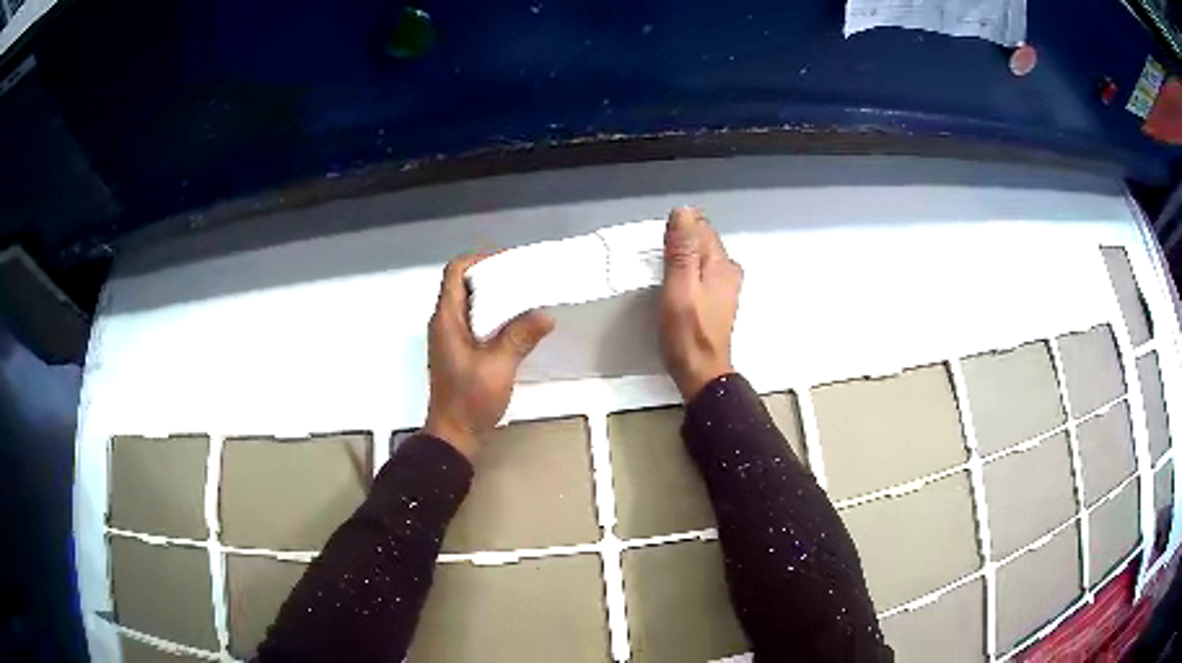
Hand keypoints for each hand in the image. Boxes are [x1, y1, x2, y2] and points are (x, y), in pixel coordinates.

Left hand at [423, 253, 554, 459]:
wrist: (454, 434)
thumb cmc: (469, 399)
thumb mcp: (498, 366)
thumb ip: (520, 337)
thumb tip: (546, 314)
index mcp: (446, 319)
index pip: (455, 272)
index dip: (480, 259)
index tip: (509, 262)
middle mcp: (445, 322)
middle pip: (464, 284)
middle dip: (493, 275)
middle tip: (525, 277)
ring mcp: (450, 337)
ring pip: (471, 303)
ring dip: (495, 296)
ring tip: (526, 295)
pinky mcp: (459, 350)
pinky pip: (475, 321)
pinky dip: (494, 315)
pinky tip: (518, 323)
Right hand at [659, 207, 743, 399]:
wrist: (700, 372)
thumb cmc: (687, 331)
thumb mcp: (680, 287)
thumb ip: (682, 250)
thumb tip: (684, 211)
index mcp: (721, 263)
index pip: (701, 227)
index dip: (679, 229)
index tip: (660, 245)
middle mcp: (729, 270)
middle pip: (703, 241)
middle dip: (681, 241)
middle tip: (658, 259)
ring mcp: (726, 286)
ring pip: (702, 257)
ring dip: (683, 257)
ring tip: (663, 271)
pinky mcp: (718, 300)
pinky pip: (702, 272)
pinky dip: (688, 271)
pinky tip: (675, 284)